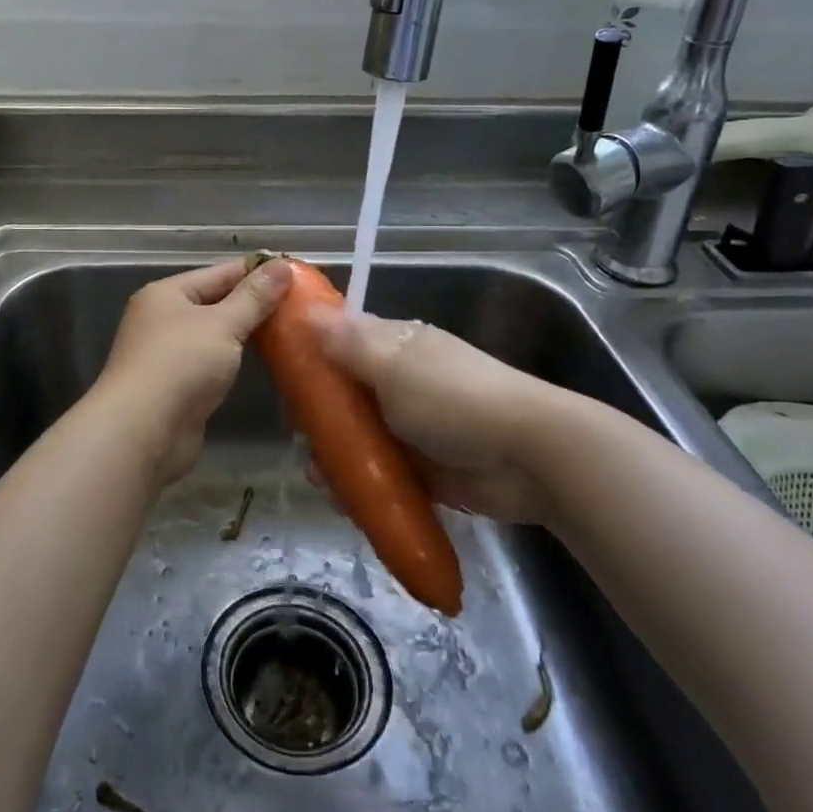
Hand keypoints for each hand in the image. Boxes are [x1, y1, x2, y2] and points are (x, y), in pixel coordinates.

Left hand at [90, 257, 292, 485]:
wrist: (142, 432)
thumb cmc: (181, 365)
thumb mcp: (223, 324)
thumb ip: (254, 297)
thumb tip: (282, 265)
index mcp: (166, 294)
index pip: (219, 273)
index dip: (257, 272)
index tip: (296, 273)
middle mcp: (163, 320)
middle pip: (216, 303)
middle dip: (255, 304)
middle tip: (301, 305)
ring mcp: (167, 355)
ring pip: (215, 335)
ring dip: (246, 334)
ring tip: (290, 331)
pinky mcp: (176, 387)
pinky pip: (212, 363)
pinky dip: (235, 360)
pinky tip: (264, 362)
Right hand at [310, 308, 556, 523]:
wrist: (528, 458)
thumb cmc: (455, 399)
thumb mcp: (395, 365)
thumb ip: (350, 343)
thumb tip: (307, 311)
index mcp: (396, 347)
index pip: (343, 341)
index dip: (311, 354)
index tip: (284, 376)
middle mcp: (400, 382)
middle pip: (345, 394)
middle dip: (319, 415)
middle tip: (299, 434)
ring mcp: (412, 428)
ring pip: (358, 438)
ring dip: (335, 456)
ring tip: (320, 478)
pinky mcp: (423, 470)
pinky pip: (379, 474)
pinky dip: (360, 485)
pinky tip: (342, 500)